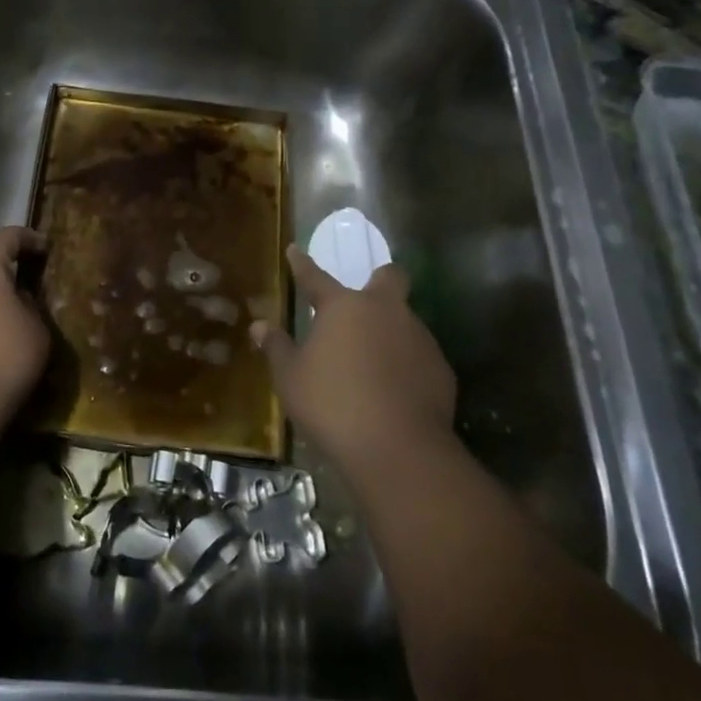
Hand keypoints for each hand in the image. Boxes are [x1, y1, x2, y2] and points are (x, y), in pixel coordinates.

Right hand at [252, 244, 460, 472]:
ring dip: (390, 331)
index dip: (302, 264)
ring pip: (405, 320)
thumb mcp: (290, 378)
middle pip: (390, 278)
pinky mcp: (441, 369)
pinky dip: (405, 365)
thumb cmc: (332, 405)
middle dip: (379, 280)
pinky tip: (393, 390)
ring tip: (371, 362)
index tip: (294, 251)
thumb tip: (259, 326)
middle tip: (364, 300)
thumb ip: (277, 347)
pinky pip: (418, 356)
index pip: (316, 277)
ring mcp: (419, 338)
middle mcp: (386, 311)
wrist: (398, 449)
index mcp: (344, 307)